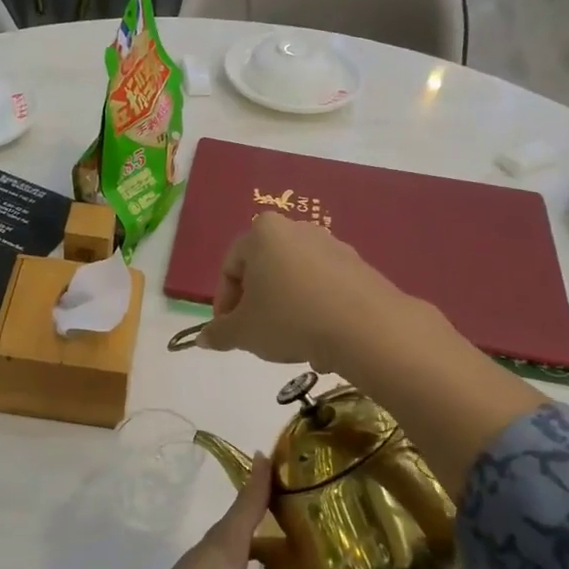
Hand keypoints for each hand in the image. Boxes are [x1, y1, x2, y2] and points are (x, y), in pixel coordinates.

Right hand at [195, 213, 405, 368]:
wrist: (366, 327)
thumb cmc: (290, 319)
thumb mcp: (243, 333)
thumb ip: (219, 333)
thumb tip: (203, 339)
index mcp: (262, 233)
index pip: (229, 268)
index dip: (223, 304)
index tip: (229, 332)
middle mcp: (296, 229)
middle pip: (262, 269)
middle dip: (255, 303)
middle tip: (255, 335)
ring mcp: (331, 244)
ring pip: (293, 278)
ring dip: (284, 306)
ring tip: (288, 340)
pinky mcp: (358, 265)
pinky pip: (322, 286)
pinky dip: (313, 308)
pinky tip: (318, 337)